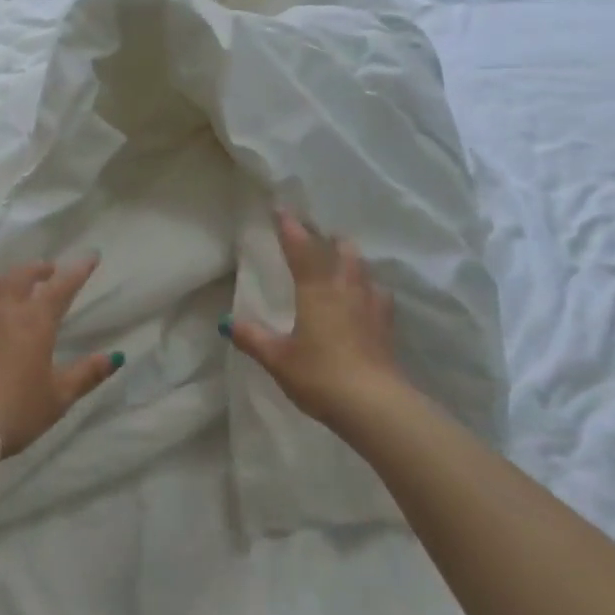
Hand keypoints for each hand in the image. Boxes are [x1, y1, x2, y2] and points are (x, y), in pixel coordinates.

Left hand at [0, 257, 122, 460]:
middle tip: (48, 270)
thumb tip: (115, 356)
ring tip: (14, 284)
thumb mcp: (58, 398)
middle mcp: (3, 308)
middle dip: (39, 268)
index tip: (90, 256)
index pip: (62, 286)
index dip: (78, 270)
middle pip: (22, 275)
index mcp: (35, 320)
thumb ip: (87, 374)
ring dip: (8, 278)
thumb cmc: (14, 411)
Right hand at [224, 211, 416, 429]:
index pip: (301, 249)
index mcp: (316, 290)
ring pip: (363, 269)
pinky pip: (378, 294)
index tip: (281, 209)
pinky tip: (367, 297)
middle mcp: (346, 289)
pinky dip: (369, 287)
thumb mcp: (277, 358)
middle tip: (316, 235)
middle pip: (341, 251)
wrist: (374, 405)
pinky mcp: (386, 327)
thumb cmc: (319, 375)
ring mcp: (371, 306)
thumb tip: (227, 322)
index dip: (290, 228)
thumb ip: (253, 338)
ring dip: (351, 259)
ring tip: (342, 260)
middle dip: (328, 239)